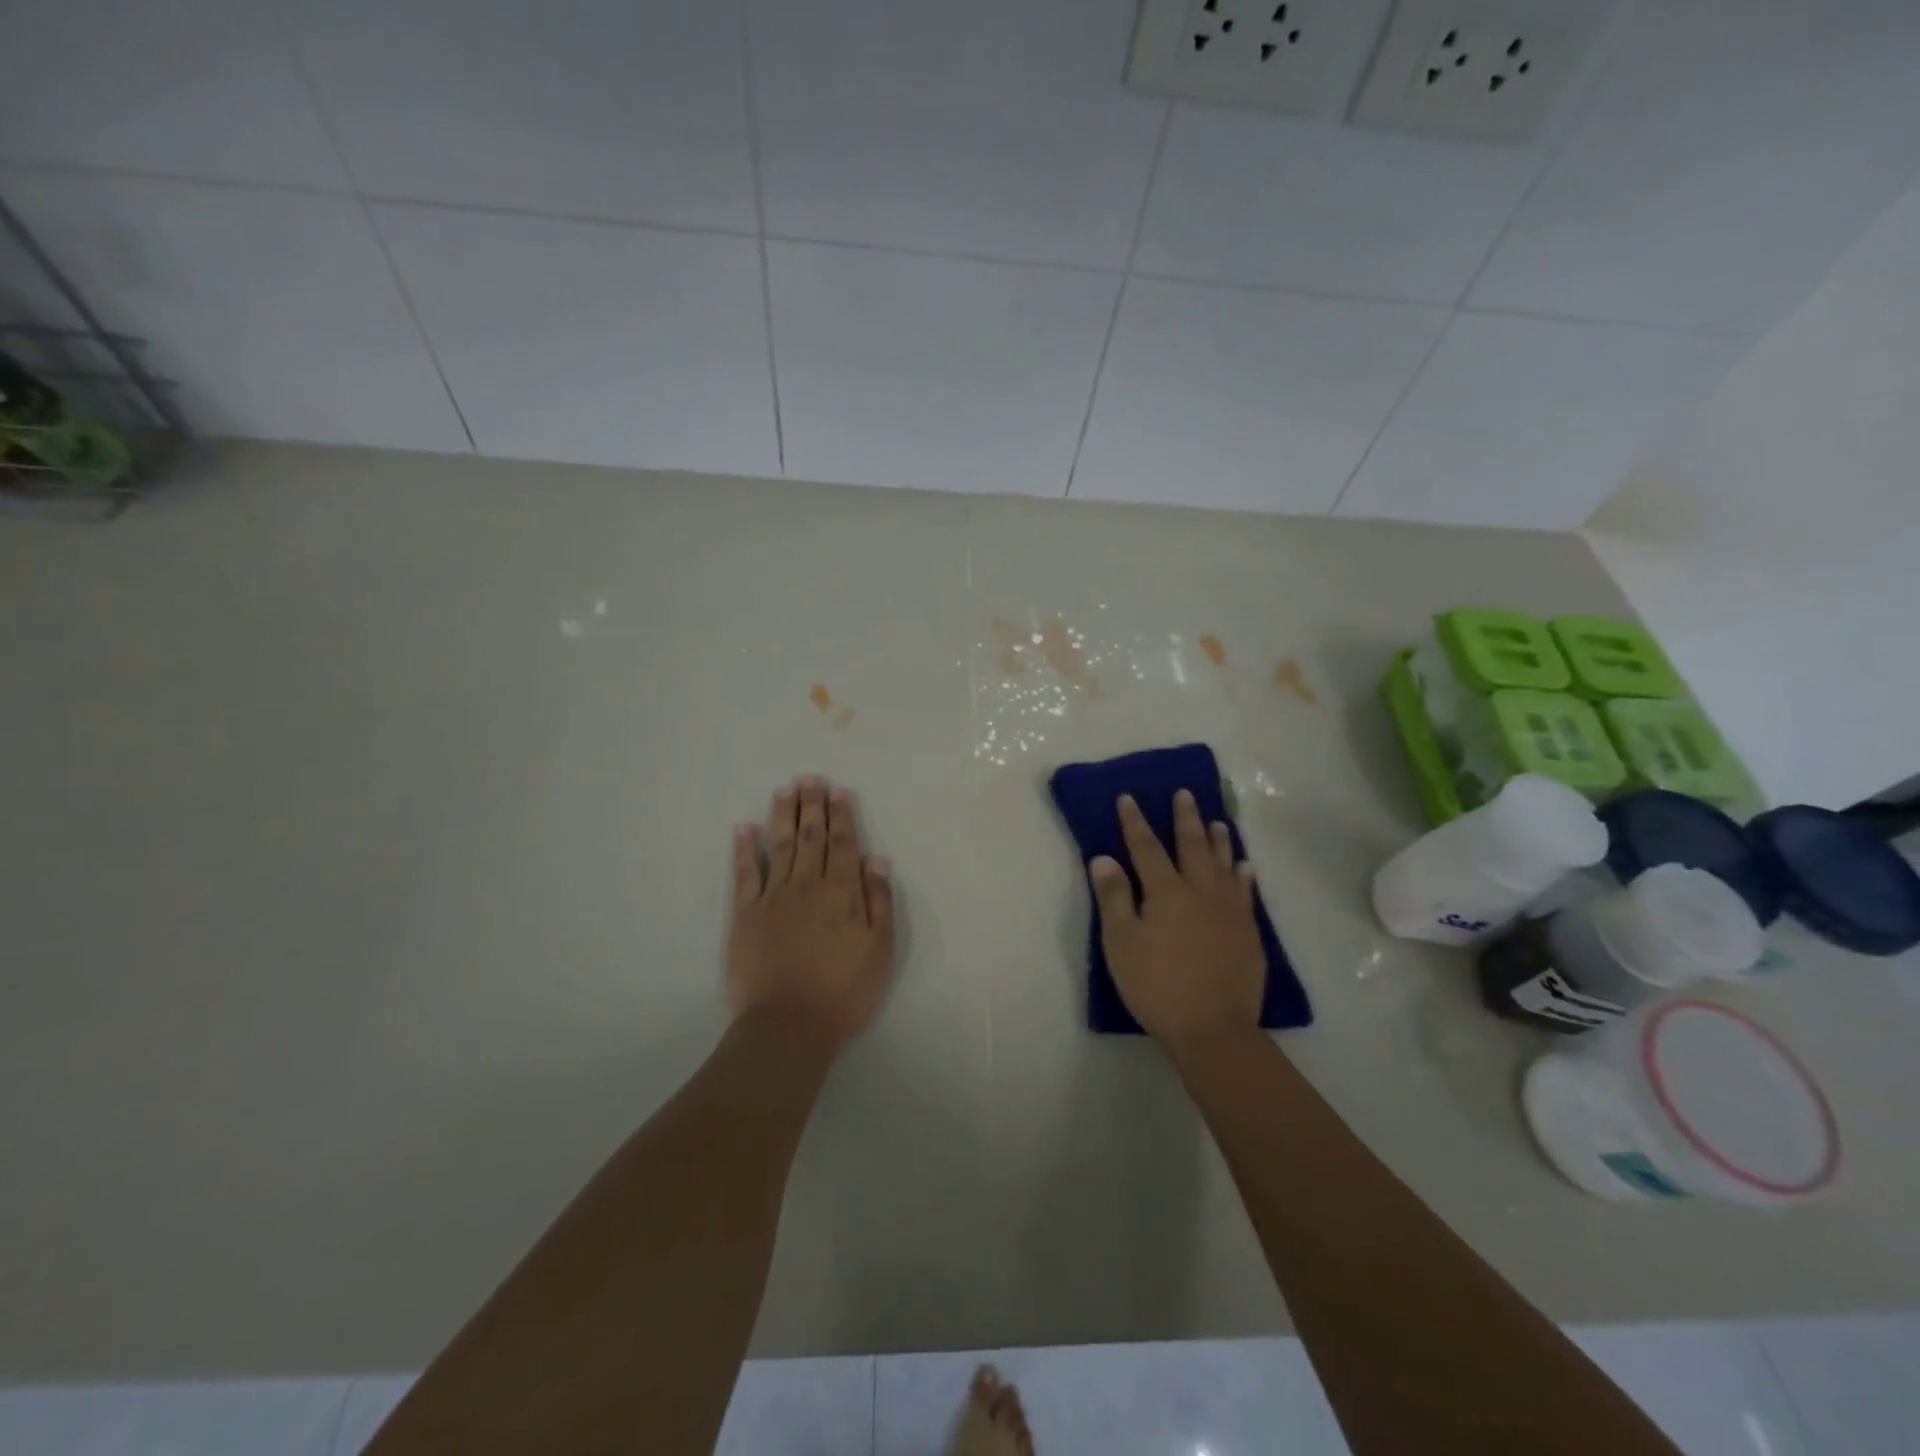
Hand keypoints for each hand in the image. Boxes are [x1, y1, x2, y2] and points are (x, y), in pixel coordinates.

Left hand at [728, 776, 895, 1048]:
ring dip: (783, 815)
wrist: (789, 1025)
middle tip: (810, 778)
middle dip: (812, 805)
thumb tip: (876, 858)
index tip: (839, 791)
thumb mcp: (880, 949)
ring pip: (779, 845)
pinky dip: (744, 849)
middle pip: (811, 836)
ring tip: (785, 789)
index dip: (842, 815)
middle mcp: (808, 885)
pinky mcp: (745, 914)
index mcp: (842, 892)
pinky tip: (744, 828)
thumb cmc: (844, 991)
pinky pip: (744, 874)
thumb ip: (879, 900)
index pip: (844, 843)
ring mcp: (773, 897)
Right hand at [1090, 790, 1264, 1050]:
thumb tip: (1104, 858)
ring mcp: (1229, 910)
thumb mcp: (1121, 943)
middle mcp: (1201, 891)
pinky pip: (1246, 892)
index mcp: (1166, 892)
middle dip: (1184, 818)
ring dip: (1219, 840)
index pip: (1146, 847)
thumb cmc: (1157, 985)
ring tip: (1218, 821)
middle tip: (1184, 794)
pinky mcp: (1248, 932)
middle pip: (1192, 846)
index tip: (1128, 798)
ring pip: (1224, 864)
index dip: (1135, 822)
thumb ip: (1114, 897)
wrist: (1213, 1028)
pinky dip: (1244, 874)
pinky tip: (1245, 867)